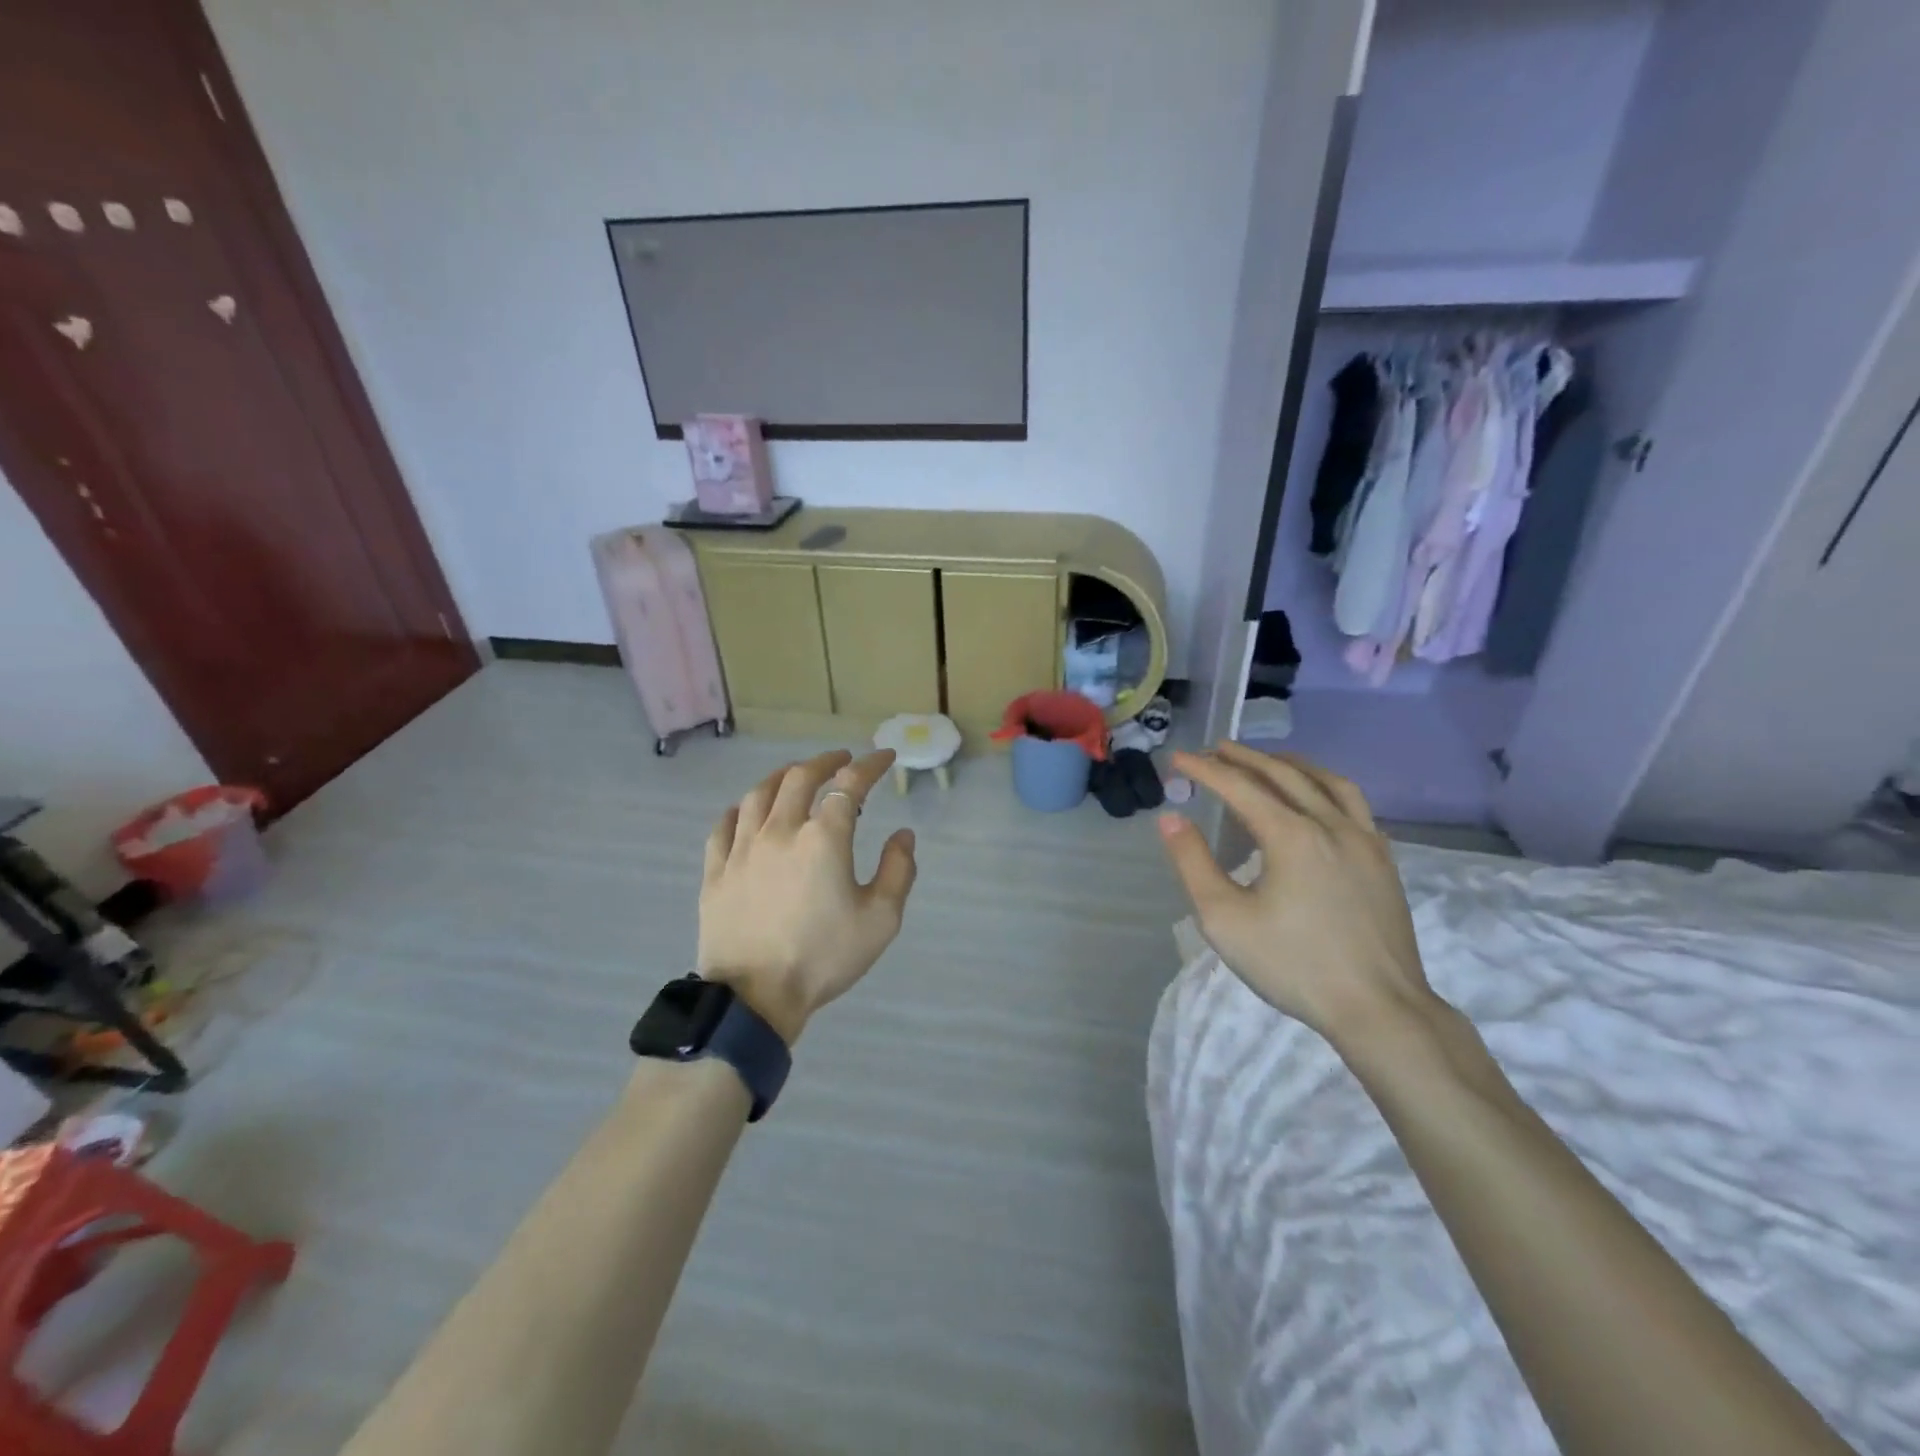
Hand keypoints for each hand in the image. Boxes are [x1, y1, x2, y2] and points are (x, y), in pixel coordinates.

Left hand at [697, 748, 917, 1043]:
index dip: (870, 765)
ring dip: (782, 777)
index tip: (885, 757)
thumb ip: (898, 871)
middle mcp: (780, 831)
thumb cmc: (823, 957)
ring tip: (796, 775)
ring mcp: (741, 849)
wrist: (754, 998)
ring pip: (759, 794)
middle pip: (800, 778)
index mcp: (823, 839)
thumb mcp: (880, 920)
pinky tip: (747, 810)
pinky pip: (724, 826)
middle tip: (842, 759)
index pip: (849, 784)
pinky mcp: (715, 871)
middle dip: (825, 761)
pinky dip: (741, 809)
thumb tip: (903, 835)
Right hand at [1156, 742, 1435, 1045]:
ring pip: (1328, 782)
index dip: (1205, 769)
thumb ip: (1193, 863)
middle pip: (1285, 774)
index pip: (1240, 786)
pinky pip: (1353, 804)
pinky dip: (1325, 787)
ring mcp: (1365, 840)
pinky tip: (1318, 801)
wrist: (1379, 1008)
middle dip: (1246, 758)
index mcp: (1292, 835)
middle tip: (1216, 749)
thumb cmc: (1293, 965)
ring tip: (1268, 761)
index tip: (1178, 759)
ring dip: (1291, 764)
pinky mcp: (1383, 861)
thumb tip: (1170, 818)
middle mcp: (1332, 824)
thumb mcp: (1224, 919)